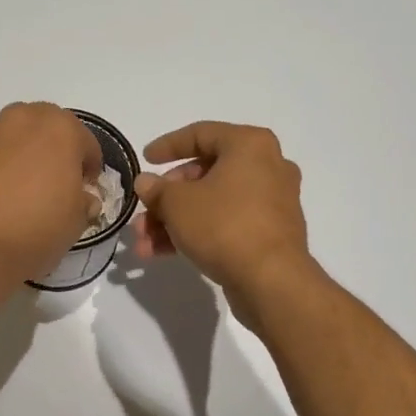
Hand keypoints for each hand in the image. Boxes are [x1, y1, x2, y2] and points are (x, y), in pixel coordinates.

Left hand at [0, 102, 101, 284]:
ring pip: (12, 138)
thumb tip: (81, 199)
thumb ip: (83, 202)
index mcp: (59, 129)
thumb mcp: (75, 222)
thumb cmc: (36, 230)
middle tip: (54, 182)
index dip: (89, 168)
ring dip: (21, 155)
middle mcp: (21, 120)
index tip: (86, 189)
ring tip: (20, 190)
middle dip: (53, 150)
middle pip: (45, 128)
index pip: (86, 142)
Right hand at [132, 122, 316, 309]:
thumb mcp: (177, 204)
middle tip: (144, 213)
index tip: (145, 159)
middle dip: (167, 197)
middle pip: (205, 173)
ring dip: (175, 220)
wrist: (271, 280)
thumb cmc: (224, 225)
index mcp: (249, 145)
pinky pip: (227, 223)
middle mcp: (267, 166)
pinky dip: (198, 233)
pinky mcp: (271, 233)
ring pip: (213, 203)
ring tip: (144, 242)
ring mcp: (272, 201)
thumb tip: (146, 183)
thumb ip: (157, 189)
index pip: (201, 134)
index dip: (168, 145)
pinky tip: (162, 253)